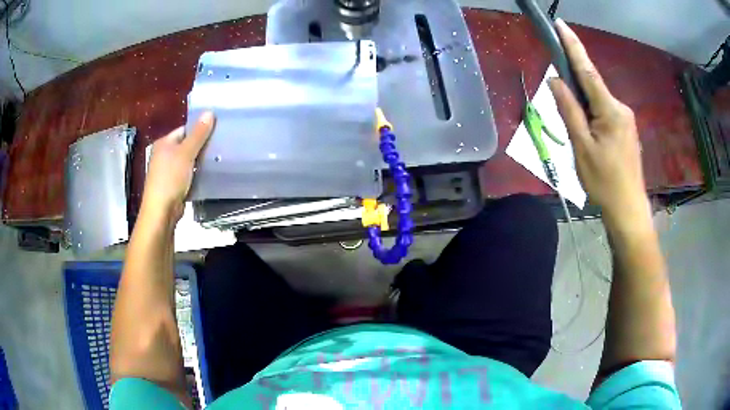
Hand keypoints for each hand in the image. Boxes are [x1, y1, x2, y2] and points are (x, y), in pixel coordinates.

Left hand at [141, 112, 214, 221]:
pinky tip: (207, 175)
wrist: (162, 211)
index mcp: (164, 143)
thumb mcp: (186, 153)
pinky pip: (187, 174)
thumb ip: (198, 134)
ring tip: (216, 160)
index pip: (184, 130)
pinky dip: (196, 174)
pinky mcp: (172, 185)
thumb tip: (210, 112)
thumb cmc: (170, 178)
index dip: (199, 130)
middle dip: (201, 146)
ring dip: (199, 162)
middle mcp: (163, 155)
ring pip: (187, 161)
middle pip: (186, 145)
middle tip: (218, 146)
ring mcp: (167, 171)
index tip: (216, 133)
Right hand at [549, 19, 647, 222]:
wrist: (628, 209)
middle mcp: (620, 108)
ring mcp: (626, 119)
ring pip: (598, 101)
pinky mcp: (626, 130)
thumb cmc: (604, 181)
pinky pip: (605, 112)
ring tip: (578, 132)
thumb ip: (569, 110)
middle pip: (592, 86)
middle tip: (561, 101)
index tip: (560, 24)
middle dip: (575, 86)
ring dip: (583, 105)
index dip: (573, 46)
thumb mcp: (582, 147)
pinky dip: (592, 114)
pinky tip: (588, 134)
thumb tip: (555, 80)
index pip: (587, 70)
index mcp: (610, 110)